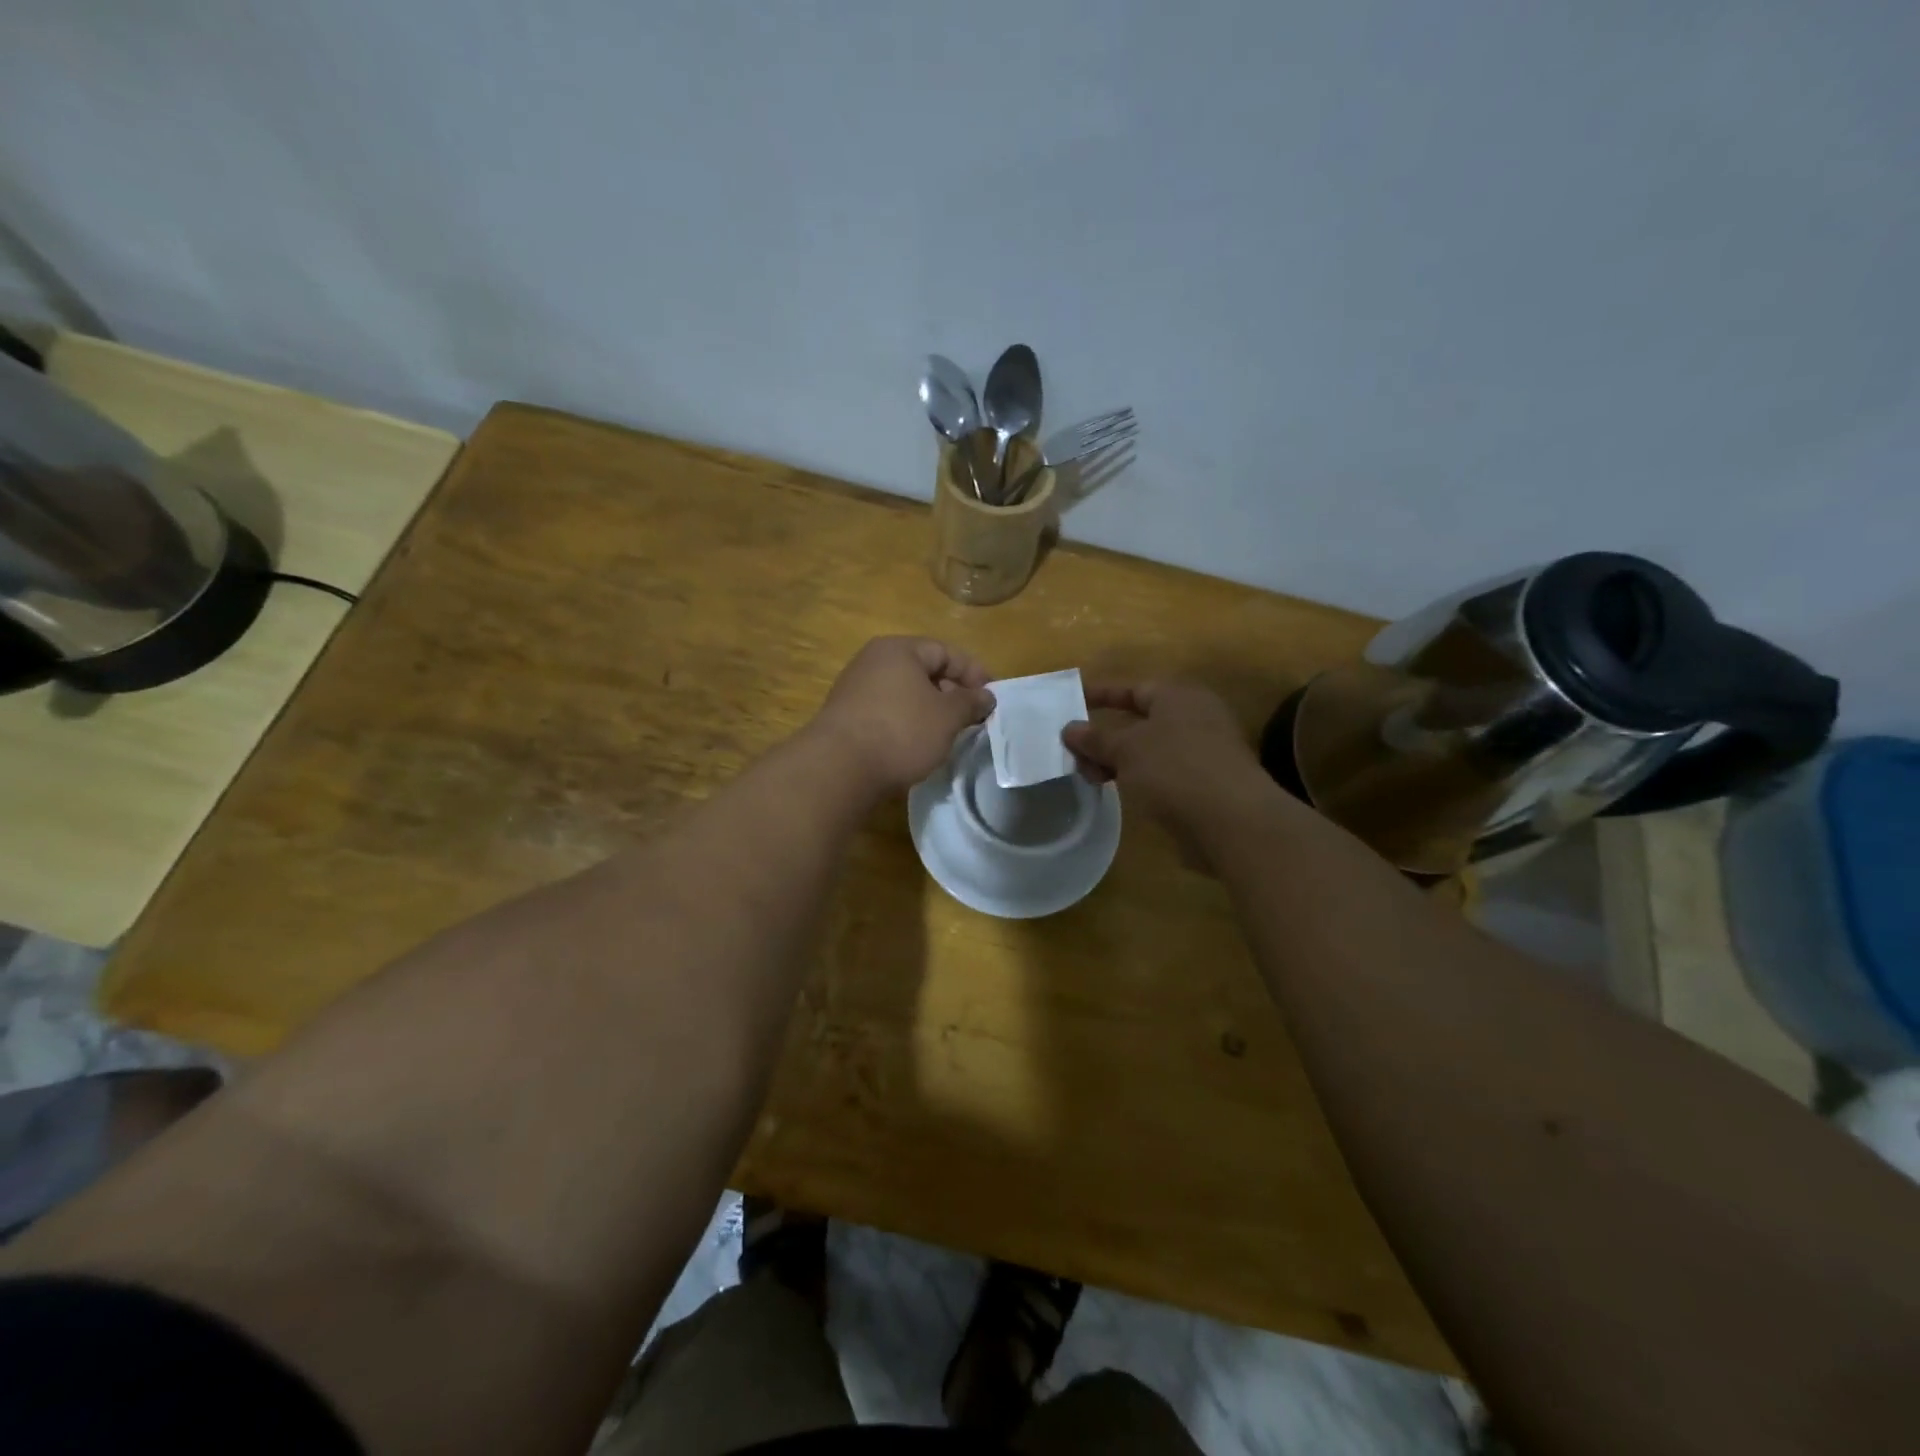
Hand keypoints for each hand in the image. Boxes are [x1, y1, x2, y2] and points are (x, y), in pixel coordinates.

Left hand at [811, 637, 994, 795]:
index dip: (974, 672)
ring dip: (930, 711)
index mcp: (899, 650)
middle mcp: (873, 661)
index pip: (946, 651)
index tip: (992, 699)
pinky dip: (908, 723)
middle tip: (972, 719)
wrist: (839, 768)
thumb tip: (986, 696)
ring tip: (948, 734)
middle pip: (924, 671)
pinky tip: (918, 745)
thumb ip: (971, 702)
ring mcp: (856, 689)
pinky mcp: (847, 717)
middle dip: (952, 693)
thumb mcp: (947, 717)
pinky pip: (888, 712)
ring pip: (905, 693)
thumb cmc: (901, 731)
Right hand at [1062, 681, 1279, 850]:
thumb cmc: (1174, 769)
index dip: (1100, 695)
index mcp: (1178, 696)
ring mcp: (1203, 751)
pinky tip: (1121, 792)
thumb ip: (1096, 738)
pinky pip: (1163, 772)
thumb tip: (1069, 729)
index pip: (1132, 688)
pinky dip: (1139, 777)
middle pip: (1139, 721)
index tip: (1072, 704)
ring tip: (1091, 778)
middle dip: (1104, 736)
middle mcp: (1194, 717)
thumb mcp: (1126, 749)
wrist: (1232, 821)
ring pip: (1149, 749)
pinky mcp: (1206, 782)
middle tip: (1074, 755)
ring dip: (1118, 760)